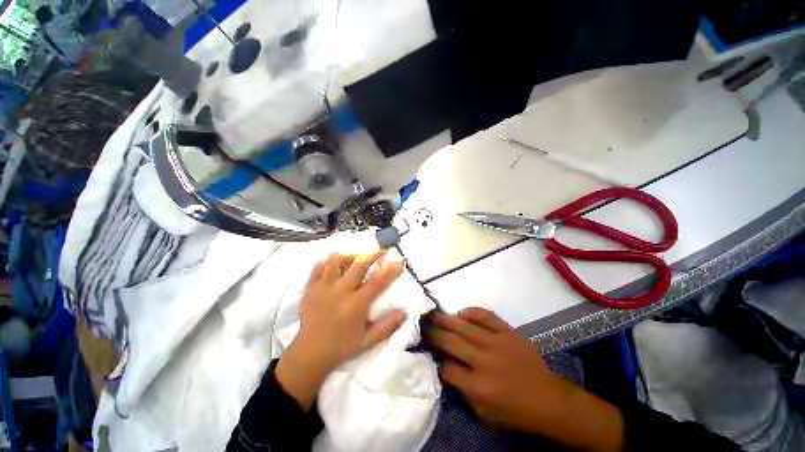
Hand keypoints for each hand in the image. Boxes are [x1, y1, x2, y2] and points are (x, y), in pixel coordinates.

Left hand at [276, 251, 405, 409]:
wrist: (309, 354)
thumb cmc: (341, 347)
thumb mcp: (367, 341)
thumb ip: (387, 327)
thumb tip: (404, 313)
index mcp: (355, 305)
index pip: (377, 282)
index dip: (390, 269)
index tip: (398, 260)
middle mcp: (340, 292)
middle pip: (358, 264)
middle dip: (373, 254)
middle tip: (381, 250)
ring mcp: (323, 287)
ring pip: (336, 260)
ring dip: (350, 255)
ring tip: (357, 257)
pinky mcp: (310, 288)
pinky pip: (319, 266)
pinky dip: (329, 261)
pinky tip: (336, 264)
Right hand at [425, 308, 624, 451]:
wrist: (549, 399)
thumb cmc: (514, 412)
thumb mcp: (484, 414)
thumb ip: (462, 391)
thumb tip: (444, 367)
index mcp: (478, 386)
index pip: (446, 368)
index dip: (436, 361)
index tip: (430, 354)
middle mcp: (484, 361)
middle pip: (450, 342)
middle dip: (433, 333)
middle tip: (421, 325)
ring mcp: (497, 343)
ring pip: (463, 326)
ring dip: (445, 319)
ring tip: (432, 314)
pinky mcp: (508, 332)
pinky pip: (486, 316)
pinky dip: (472, 312)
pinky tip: (461, 312)